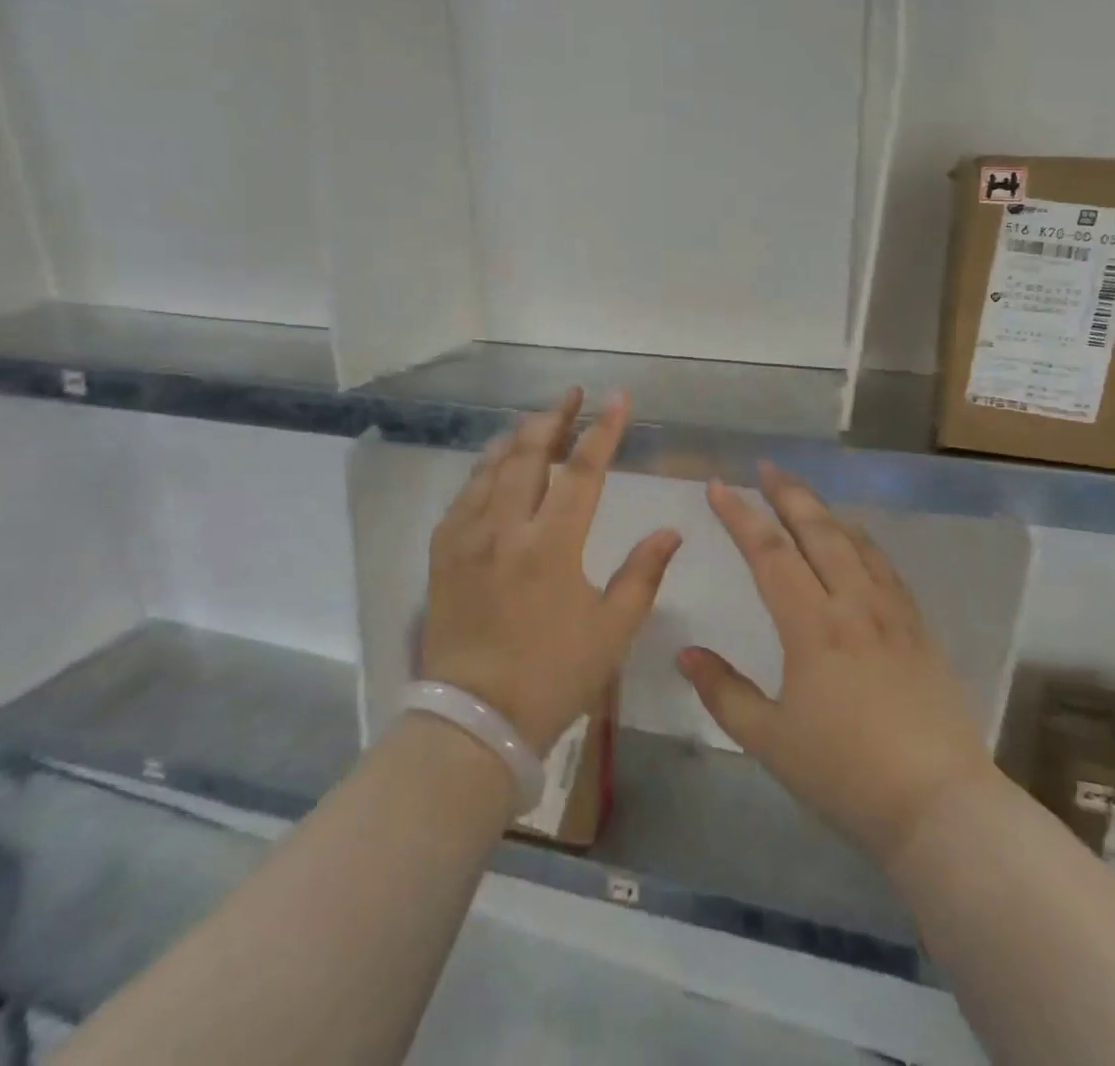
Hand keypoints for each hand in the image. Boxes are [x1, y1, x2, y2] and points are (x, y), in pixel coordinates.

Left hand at [421, 389, 680, 754]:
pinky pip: (465, 494)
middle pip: (528, 453)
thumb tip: (671, 530)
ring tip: (538, 420)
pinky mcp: (443, 552)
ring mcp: (467, 537)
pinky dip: (485, 469)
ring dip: (517, 436)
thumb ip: (644, 574)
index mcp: (551, 545)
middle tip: (572, 395)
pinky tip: (496, 466)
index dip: (602, 430)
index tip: (617, 398)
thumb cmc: (552, 676)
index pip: (582, 470)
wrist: (474, 720)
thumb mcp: (612, 630)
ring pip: (491, 466)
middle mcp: (505, 528)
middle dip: (553, 417)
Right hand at [680, 463, 996, 867]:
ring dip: (826, 512)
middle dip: (788, 494)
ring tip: (805, 496)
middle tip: (766, 468)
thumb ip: (724, 692)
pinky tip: (858, 543)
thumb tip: (686, 654)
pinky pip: (886, 568)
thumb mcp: (770, 740)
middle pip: (817, 531)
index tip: (718, 487)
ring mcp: (892, 613)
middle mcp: (853, 604)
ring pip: (855, 543)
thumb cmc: (845, 774)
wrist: (940, 806)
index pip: (769, 553)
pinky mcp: (919, 630)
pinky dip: (863, 542)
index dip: (740, 516)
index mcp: (812, 625)